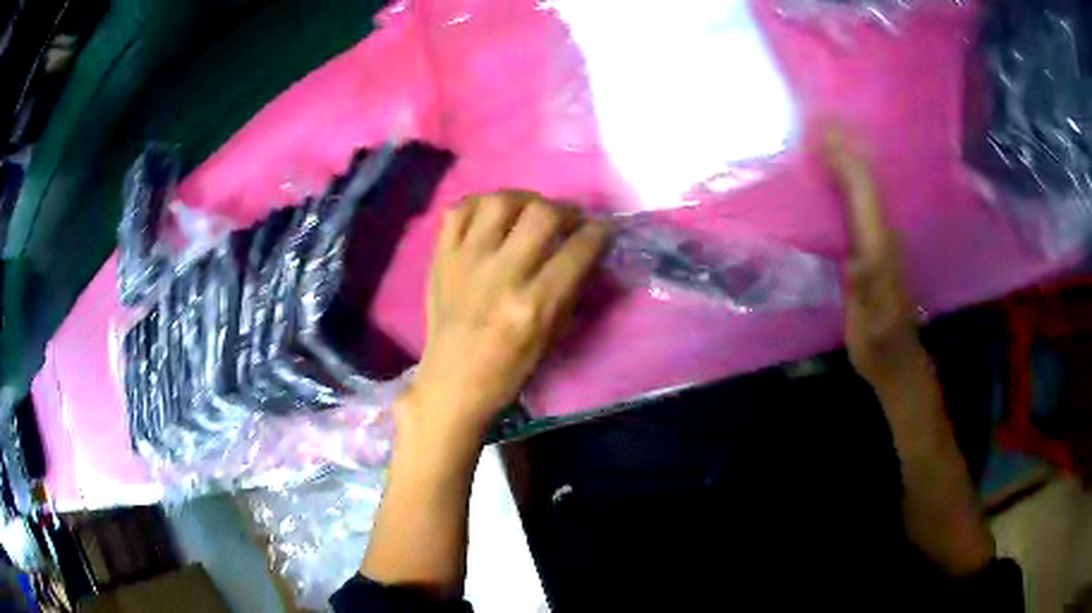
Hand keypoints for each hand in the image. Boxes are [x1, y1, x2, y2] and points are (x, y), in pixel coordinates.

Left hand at [402, 191, 609, 440]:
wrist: (452, 380)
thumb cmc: (509, 368)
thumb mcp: (552, 337)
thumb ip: (570, 289)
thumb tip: (585, 249)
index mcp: (533, 305)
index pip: (578, 249)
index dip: (599, 232)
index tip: (602, 229)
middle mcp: (500, 275)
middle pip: (541, 213)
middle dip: (565, 209)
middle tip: (567, 220)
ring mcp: (465, 261)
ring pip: (498, 201)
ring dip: (523, 200)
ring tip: (529, 212)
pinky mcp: (441, 257)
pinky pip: (458, 210)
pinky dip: (479, 205)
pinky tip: (491, 217)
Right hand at [823, 129, 926, 391]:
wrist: (898, 360)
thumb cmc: (879, 345)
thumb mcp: (869, 326)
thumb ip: (864, 291)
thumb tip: (855, 254)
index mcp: (880, 249)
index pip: (863, 194)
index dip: (843, 161)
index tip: (820, 131)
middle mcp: (883, 235)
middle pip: (866, 181)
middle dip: (844, 147)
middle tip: (820, 117)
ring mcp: (881, 239)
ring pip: (866, 187)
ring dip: (848, 156)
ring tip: (828, 131)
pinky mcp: (876, 246)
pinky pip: (862, 201)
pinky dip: (850, 178)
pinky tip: (840, 170)